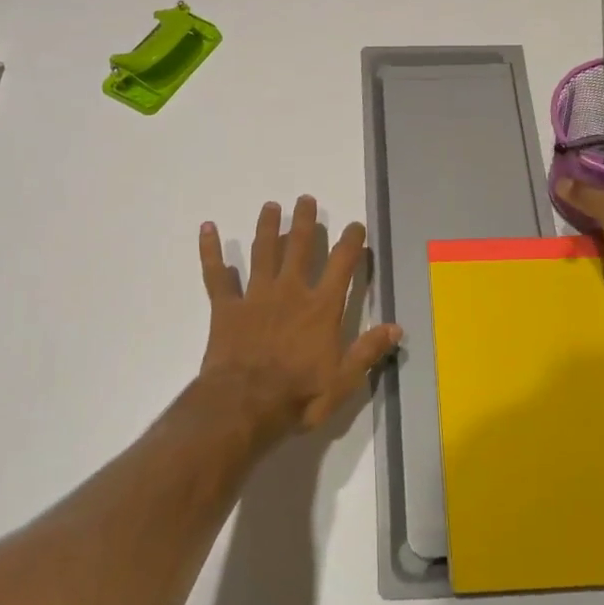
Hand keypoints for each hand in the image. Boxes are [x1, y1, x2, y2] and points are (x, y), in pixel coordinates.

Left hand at [197, 196, 402, 439]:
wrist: (245, 405)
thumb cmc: (299, 395)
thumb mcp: (344, 380)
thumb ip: (368, 350)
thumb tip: (397, 328)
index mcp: (321, 307)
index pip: (342, 264)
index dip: (351, 242)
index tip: (355, 226)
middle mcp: (291, 291)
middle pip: (300, 247)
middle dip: (304, 221)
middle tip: (306, 199)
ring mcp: (256, 296)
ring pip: (263, 252)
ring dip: (267, 227)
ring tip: (270, 206)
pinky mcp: (226, 308)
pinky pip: (216, 275)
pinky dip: (210, 251)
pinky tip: (207, 229)